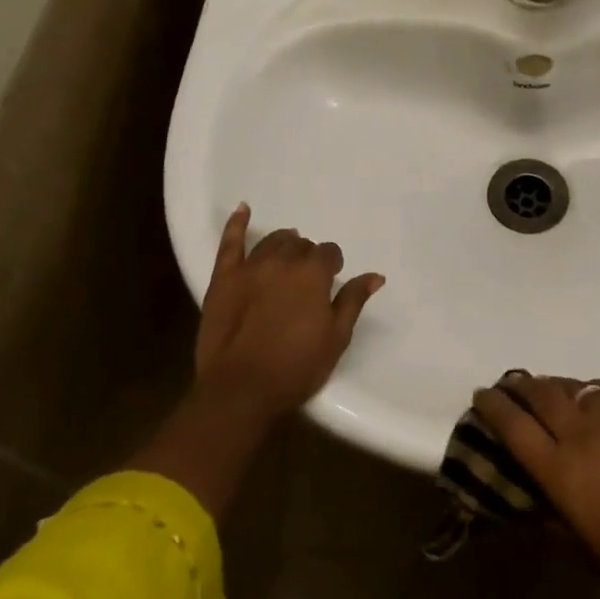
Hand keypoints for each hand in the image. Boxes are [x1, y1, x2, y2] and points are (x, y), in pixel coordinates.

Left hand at [194, 204, 383, 419]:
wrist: (240, 389)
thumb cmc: (295, 367)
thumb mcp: (336, 338)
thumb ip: (353, 301)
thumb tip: (376, 275)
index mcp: (313, 274)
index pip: (328, 253)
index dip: (332, 265)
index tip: (331, 280)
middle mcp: (283, 261)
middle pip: (301, 246)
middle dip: (308, 257)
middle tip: (307, 279)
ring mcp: (250, 267)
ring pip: (272, 241)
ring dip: (284, 244)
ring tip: (287, 253)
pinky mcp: (223, 278)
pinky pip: (230, 243)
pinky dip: (236, 223)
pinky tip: (243, 209)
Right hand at [474, 375, 599, 598]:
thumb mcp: (583, 544)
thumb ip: (554, 507)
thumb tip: (534, 487)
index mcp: (561, 472)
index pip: (513, 426)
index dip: (493, 405)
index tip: (482, 394)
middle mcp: (582, 433)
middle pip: (540, 393)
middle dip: (521, 385)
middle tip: (513, 385)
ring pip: (576, 386)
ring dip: (559, 388)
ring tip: (555, 392)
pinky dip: (597, 394)